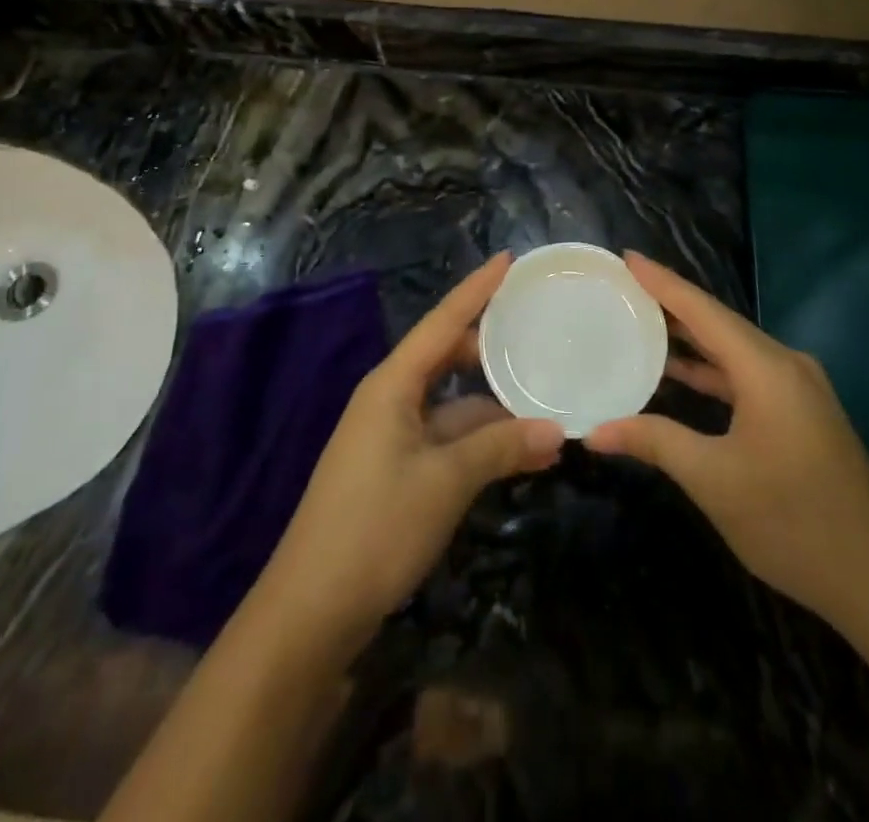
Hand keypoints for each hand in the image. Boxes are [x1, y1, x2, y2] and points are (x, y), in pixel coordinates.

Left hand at [259, 255, 565, 645]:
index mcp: (392, 384)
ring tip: (548, 398)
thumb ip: (501, 448)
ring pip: (453, 404)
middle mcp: (390, 399)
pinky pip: (448, 438)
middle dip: (492, 346)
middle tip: (540, 330)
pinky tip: (521, 451)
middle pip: (448, 356)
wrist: (310, 610)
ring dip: (495, 405)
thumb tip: (558, 429)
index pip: (443, 321)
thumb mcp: (445, 482)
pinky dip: (482, 440)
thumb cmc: (375, 527)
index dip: (476, 289)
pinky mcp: (397, 471)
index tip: (509, 259)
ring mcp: (392, 436)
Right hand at [586, 254, 868, 617]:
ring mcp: (798, 389)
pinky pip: (746, 374)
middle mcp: (785, 365)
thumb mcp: (714, 480)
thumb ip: (655, 442)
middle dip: (671, 304)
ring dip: (691, 338)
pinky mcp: (801, 412)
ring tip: (641, 321)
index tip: (626, 257)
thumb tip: (594, 431)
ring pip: (733, 350)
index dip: (662, 282)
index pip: (703, 311)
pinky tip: (680, 374)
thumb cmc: (793, 521)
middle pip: (719, 323)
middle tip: (623, 287)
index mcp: (766, 369)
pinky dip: (711, 369)